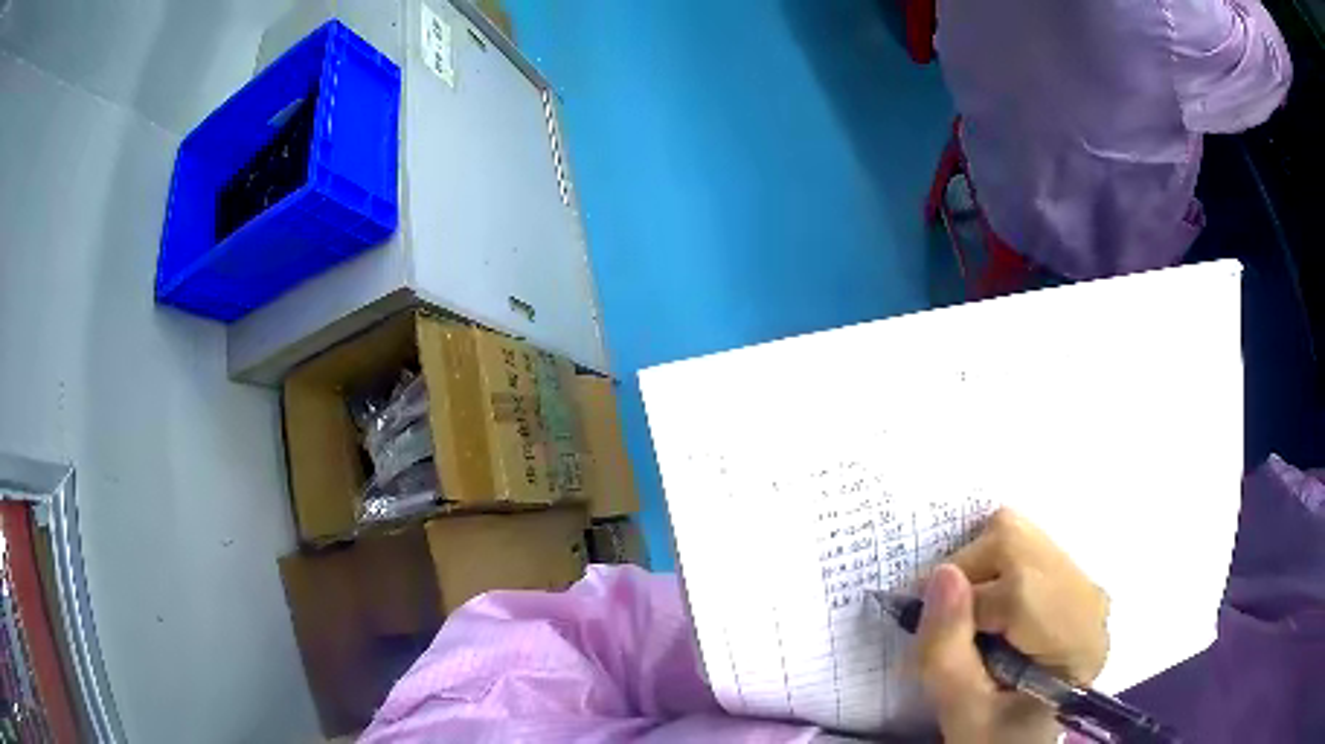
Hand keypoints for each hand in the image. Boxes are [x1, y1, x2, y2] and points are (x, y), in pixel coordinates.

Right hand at [915, 508, 1109, 743]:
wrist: (1026, 739)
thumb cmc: (997, 737)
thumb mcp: (963, 712)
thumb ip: (947, 653)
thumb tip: (941, 575)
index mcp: (1075, 642)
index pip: (1016, 590)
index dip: (962, 607)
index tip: (932, 633)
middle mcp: (1089, 599)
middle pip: (1017, 541)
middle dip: (969, 574)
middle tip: (954, 623)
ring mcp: (1084, 583)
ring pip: (1020, 535)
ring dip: (980, 569)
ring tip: (975, 617)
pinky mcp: (1072, 578)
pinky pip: (1026, 546)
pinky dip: (995, 568)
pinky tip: (994, 611)